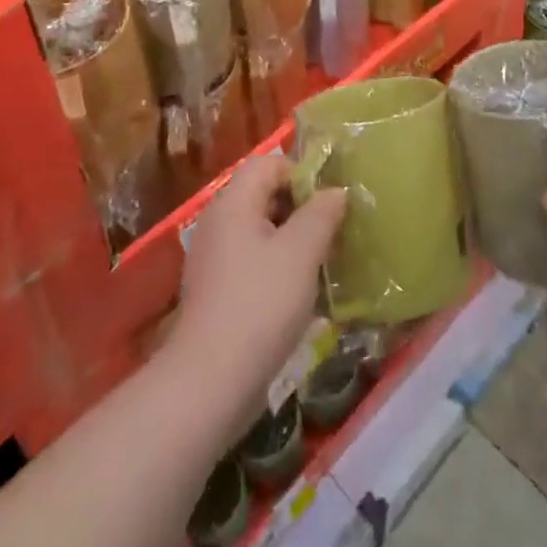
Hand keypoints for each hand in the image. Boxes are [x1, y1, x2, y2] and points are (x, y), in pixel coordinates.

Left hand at [169, 156, 346, 428]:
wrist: (210, 383)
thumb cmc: (260, 304)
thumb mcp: (301, 252)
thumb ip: (322, 213)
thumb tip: (336, 191)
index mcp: (234, 203)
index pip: (269, 163)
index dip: (302, 174)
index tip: (328, 205)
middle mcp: (218, 222)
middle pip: (264, 194)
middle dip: (301, 209)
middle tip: (332, 235)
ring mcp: (214, 259)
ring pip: (261, 231)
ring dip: (293, 241)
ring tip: (321, 265)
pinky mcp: (217, 291)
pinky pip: (252, 261)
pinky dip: (277, 267)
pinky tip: (298, 296)